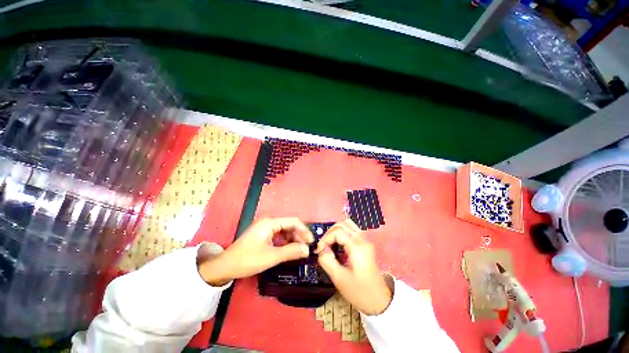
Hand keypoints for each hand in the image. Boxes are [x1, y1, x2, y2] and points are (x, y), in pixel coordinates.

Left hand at [198, 218, 313, 285]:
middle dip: (299, 236)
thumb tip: (307, 250)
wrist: (224, 267)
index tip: (312, 242)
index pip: (293, 221)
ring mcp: (265, 228)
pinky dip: (286, 243)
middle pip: (289, 225)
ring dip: (293, 240)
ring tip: (300, 251)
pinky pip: (279, 236)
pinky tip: (289, 251)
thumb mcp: (271, 256)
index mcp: (270, 222)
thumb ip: (291, 251)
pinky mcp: (263, 235)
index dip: (304, 230)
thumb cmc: (247, 260)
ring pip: (285, 231)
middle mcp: (269, 222)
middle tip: (306, 249)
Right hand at [316, 219, 392, 314]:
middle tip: (323, 246)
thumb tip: (321, 249)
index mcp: (357, 247)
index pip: (337, 232)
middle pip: (343, 224)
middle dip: (330, 232)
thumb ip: (327, 261)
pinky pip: (352, 231)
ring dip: (336, 231)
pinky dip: (342, 233)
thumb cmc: (360, 292)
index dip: (325, 238)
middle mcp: (362, 240)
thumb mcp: (339, 279)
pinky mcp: (365, 244)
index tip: (319, 250)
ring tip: (329, 243)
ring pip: (348, 225)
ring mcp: (365, 241)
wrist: (380, 301)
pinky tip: (337, 244)